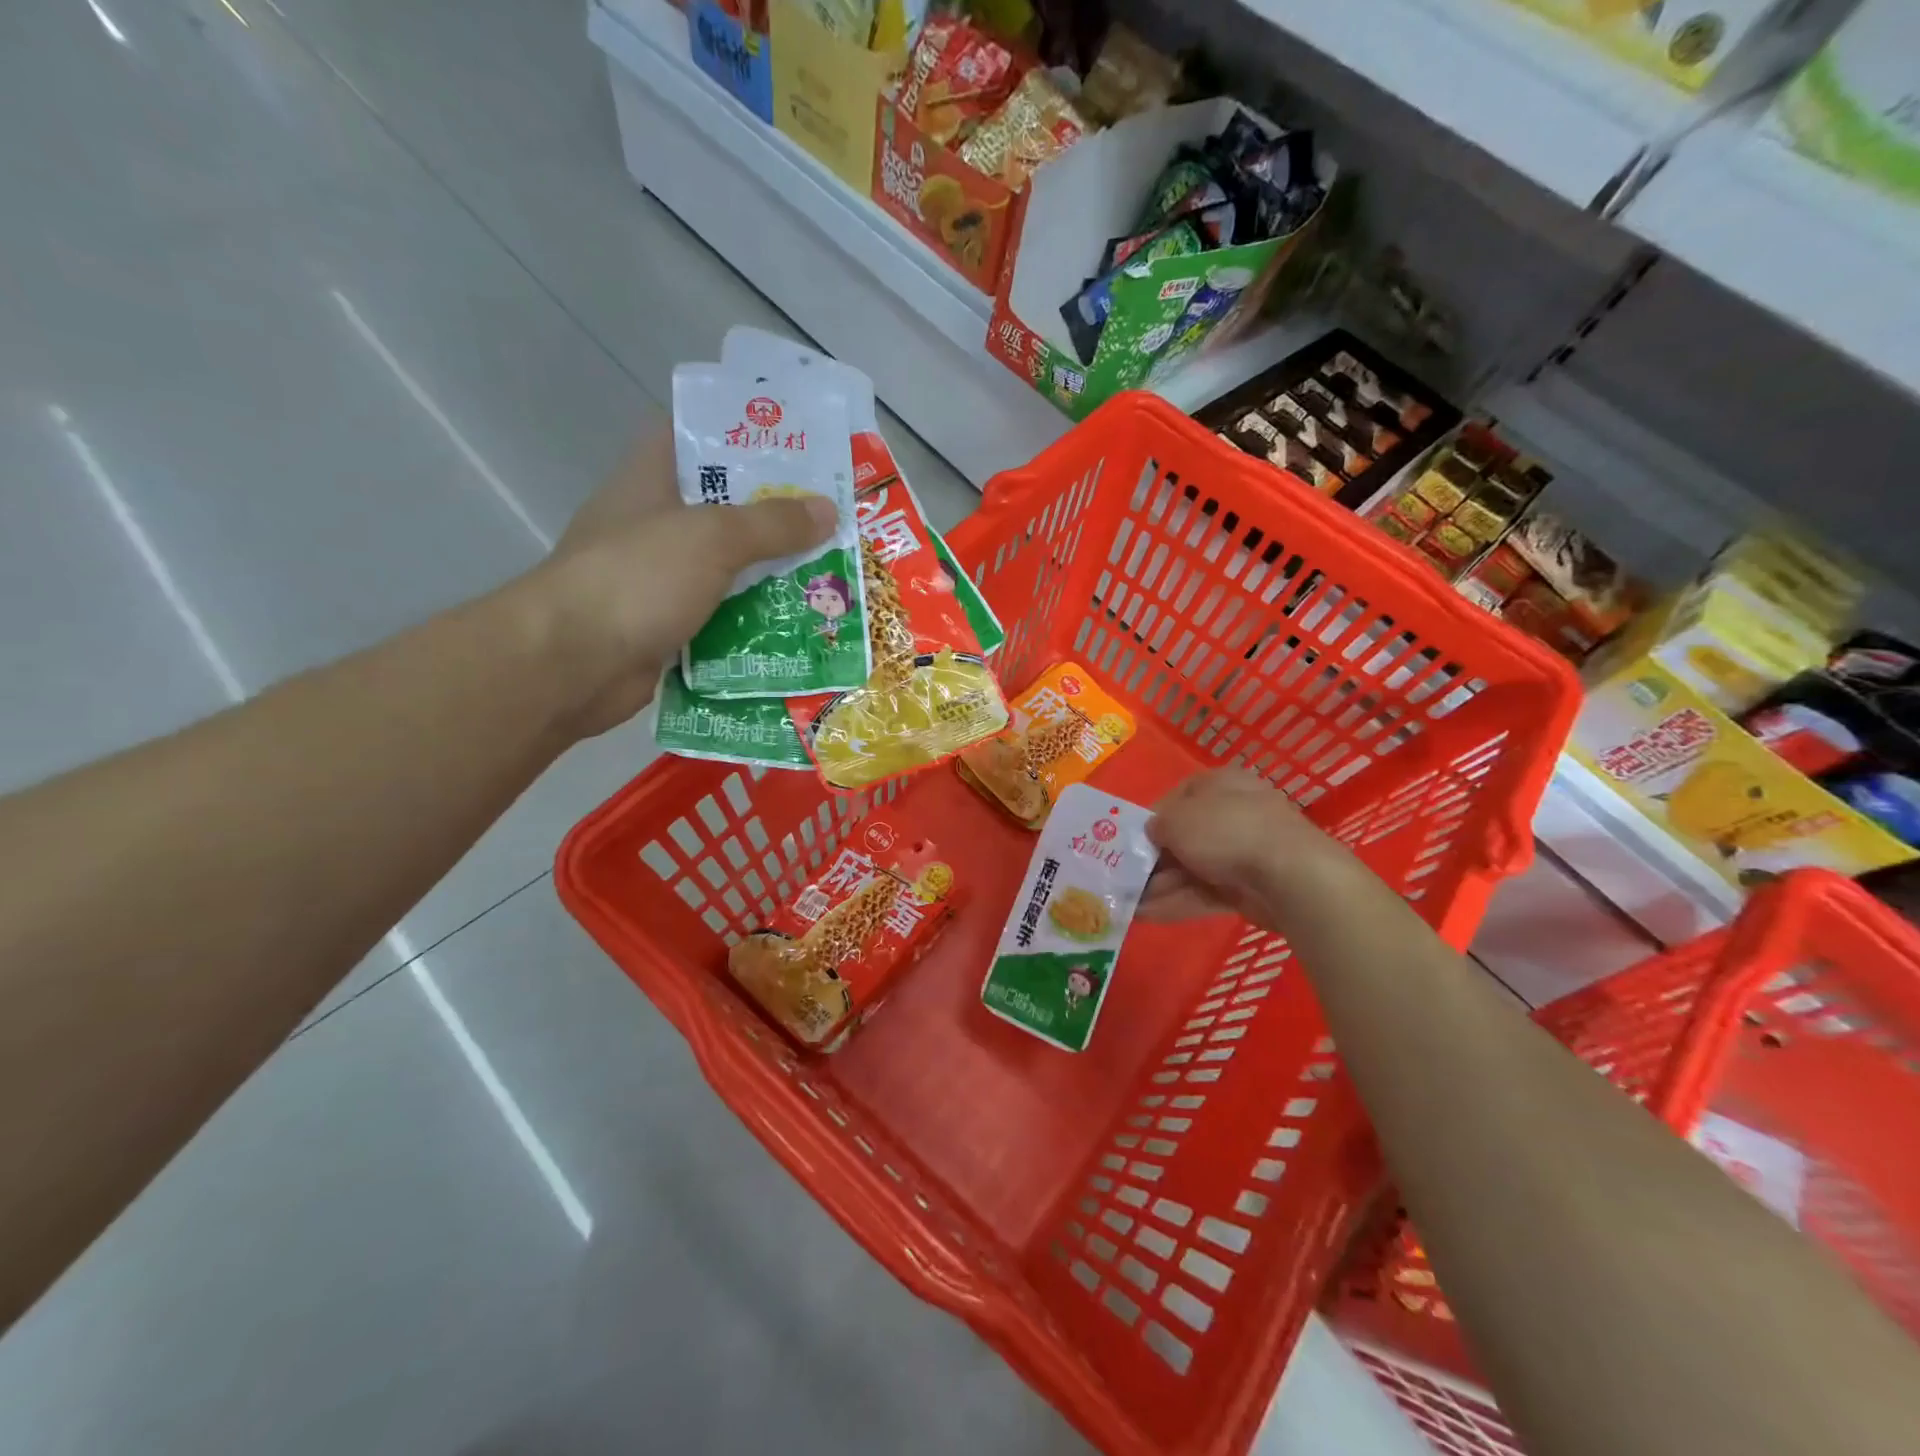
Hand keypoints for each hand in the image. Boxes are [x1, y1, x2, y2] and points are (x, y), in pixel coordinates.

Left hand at [513, 432, 836, 738]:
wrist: (572, 665)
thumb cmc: (637, 578)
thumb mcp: (712, 538)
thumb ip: (772, 523)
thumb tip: (827, 510)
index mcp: (650, 480)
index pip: (692, 435)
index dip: (739, 433)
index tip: (793, 444)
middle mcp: (654, 525)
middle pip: (722, 508)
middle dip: (774, 514)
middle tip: (832, 517)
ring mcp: (658, 579)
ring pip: (726, 567)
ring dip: (770, 574)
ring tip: (829, 573)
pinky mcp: (666, 626)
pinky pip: (721, 616)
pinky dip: (752, 621)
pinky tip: (797, 624)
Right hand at [1141, 769, 1368, 931]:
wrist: (1290, 875)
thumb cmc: (1226, 830)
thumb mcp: (1176, 820)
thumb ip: (1156, 826)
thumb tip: (1153, 834)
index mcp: (1219, 783)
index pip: (1177, 797)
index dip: (1150, 819)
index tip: (1129, 841)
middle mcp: (1233, 812)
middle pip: (1184, 836)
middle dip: (1152, 860)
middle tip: (1123, 878)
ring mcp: (1243, 851)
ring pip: (1192, 867)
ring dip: (1159, 885)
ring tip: (1126, 903)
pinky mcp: (1249, 887)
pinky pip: (1205, 892)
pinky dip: (1177, 902)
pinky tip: (1146, 915)